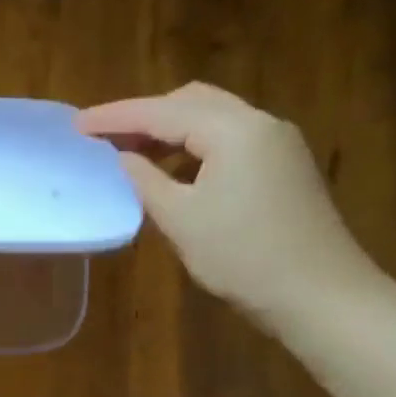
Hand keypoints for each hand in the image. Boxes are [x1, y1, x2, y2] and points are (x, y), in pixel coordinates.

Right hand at [77, 82, 381, 329]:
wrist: (319, 295)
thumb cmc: (242, 257)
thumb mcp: (180, 218)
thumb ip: (145, 180)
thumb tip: (122, 157)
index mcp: (234, 130)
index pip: (162, 112)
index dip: (115, 117)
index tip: (76, 124)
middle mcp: (260, 123)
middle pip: (191, 101)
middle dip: (144, 115)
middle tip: (104, 137)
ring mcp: (277, 144)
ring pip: (212, 119)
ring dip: (169, 131)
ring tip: (131, 154)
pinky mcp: (284, 166)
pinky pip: (229, 140)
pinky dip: (193, 147)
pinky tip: (172, 173)